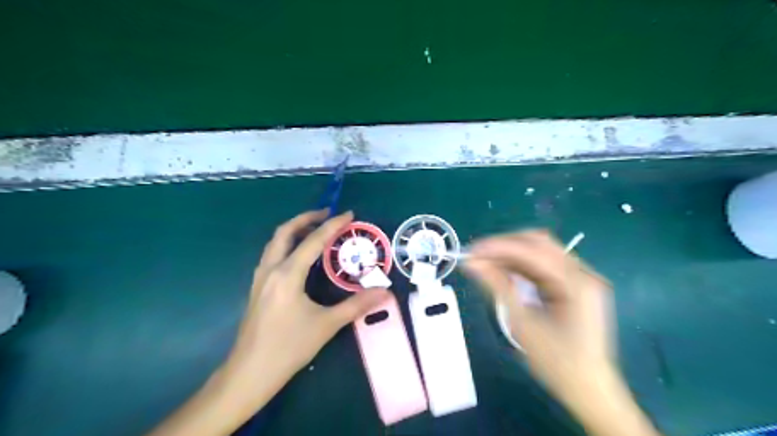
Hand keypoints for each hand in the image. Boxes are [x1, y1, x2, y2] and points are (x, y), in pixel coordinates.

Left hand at [146, 209, 391, 433]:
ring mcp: (260, 278)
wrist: (249, 373)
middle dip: (306, 218)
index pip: (313, 241)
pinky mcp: (257, 288)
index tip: (349, 214)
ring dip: (294, 230)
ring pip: (275, 242)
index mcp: (288, 274)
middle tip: (327, 215)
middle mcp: (271, 269)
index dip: (333, 225)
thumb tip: (384, 292)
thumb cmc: (289, 348)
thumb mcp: (326, 325)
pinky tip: (298, 257)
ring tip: (315, 230)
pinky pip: (272, 255)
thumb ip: (357, 305)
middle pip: (285, 232)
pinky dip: (287, 245)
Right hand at [464, 230, 656, 433]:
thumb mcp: (522, 323)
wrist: (590, 389)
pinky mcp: (576, 285)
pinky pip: (544, 265)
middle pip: (540, 243)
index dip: (499, 246)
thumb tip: (472, 263)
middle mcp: (583, 273)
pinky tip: (504, 270)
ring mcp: (582, 277)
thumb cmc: (557, 363)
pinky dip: (522, 264)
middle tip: (477, 255)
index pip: (533, 250)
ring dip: (512, 253)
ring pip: (541, 251)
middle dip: (505, 245)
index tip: (471, 251)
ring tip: (486, 262)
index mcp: (576, 283)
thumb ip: (498, 286)